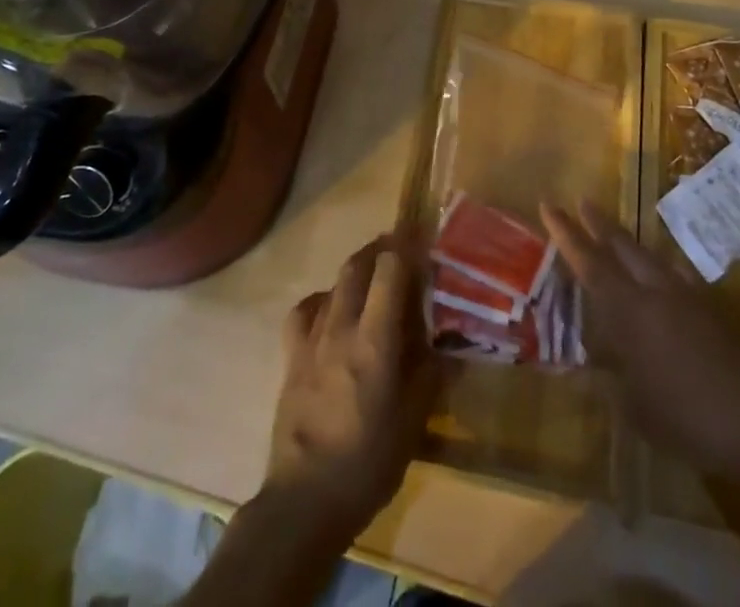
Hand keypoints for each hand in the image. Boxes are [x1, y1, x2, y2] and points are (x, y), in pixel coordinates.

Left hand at [263, 235, 435, 539]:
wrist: (305, 500)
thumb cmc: (368, 462)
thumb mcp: (414, 420)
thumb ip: (430, 373)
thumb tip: (448, 344)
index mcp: (375, 339)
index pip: (390, 268)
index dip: (407, 246)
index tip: (424, 239)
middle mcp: (341, 326)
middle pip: (358, 264)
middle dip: (381, 248)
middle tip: (402, 250)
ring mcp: (311, 338)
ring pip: (334, 282)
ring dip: (356, 269)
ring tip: (373, 276)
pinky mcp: (291, 356)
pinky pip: (306, 310)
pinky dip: (324, 299)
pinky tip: (332, 311)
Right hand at [542, 200, 739, 478]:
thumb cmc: (686, 420)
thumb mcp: (634, 409)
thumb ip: (606, 380)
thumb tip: (580, 366)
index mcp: (631, 311)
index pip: (590, 262)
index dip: (566, 233)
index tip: (549, 204)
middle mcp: (656, 291)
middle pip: (622, 246)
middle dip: (598, 223)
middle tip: (580, 201)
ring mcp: (688, 296)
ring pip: (650, 255)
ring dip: (628, 241)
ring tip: (615, 233)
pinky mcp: (712, 309)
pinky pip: (678, 273)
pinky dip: (662, 266)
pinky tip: (665, 272)